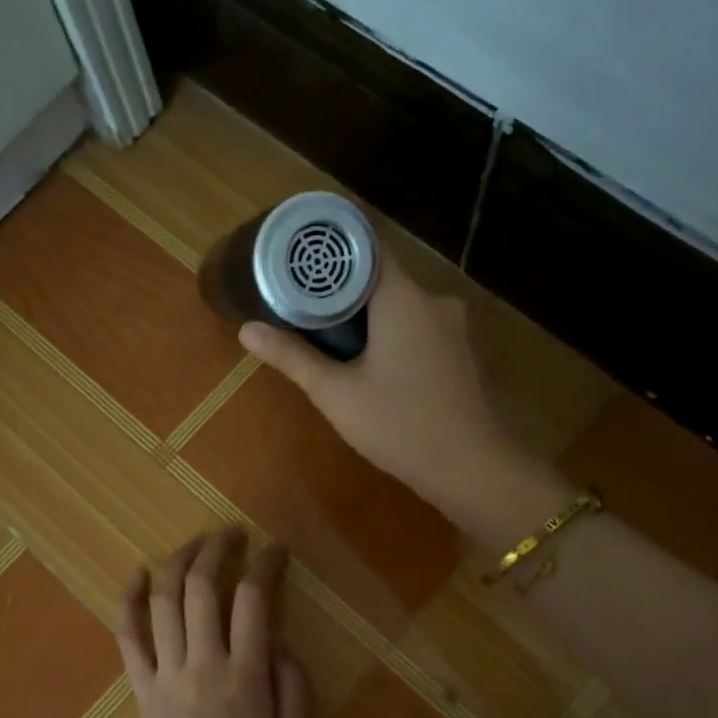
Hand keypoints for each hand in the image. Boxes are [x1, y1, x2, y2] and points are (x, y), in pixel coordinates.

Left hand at [116, 529, 312, 717]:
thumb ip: (294, 687)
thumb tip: (278, 641)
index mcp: (246, 675)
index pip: (254, 599)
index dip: (266, 564)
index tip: (275, 549)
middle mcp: (203, 663)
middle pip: (202, 588)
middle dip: (217, 550)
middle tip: (231, 535)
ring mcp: (166, 674)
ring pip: (164, 602)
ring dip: (177, 562)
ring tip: (194, 543)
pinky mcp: (141, 690)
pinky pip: (128, 638)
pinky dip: (129, 602)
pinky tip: (137, 575)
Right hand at [238, 255, 559, 536]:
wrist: (471, 468)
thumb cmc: (399, 424)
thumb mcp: (336, 393)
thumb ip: (293, 357)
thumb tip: (246, 329)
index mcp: (403, 297)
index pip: (365, 249)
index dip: (329, 255)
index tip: (297, 265)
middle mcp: (434, 300)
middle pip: (381, 280)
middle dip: (342, 294)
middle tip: (303, 311)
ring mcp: (454, 328)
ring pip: (401, 308)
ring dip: (369, 319)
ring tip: (331, 341)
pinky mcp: (461, 354)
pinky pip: (419, 330)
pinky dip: (393, 337)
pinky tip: (373, 366)